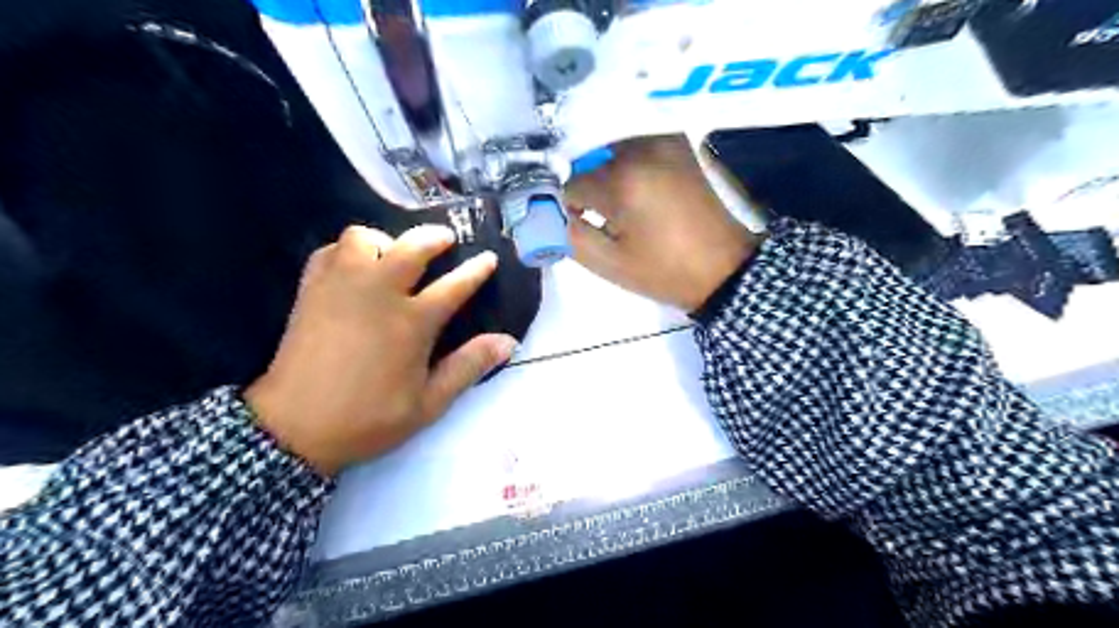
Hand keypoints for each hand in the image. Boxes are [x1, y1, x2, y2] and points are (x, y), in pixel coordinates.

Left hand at [247, 226, 514, 475]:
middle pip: (411, 246)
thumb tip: (508, 342)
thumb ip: (468, 367)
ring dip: (384, 241)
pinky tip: (355, 268)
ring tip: (392, 257)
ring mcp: (341, 287)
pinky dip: (347, 251)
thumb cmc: (368, 418)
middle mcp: (379, 293)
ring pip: (362, 238)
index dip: (476, 270)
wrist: (293, 429)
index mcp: (412, 322)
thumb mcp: (429, 403)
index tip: (489, 258)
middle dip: (434, 237)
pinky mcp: (311, 290)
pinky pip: (330, 251)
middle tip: (445, 240)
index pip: (454, 286)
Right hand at [563, 134, 765, 310]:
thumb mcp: (608, 263)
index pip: (567, 182)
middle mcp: (640, 146)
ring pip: (606, 146)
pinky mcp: (675, 143)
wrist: (724, 269)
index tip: (568, 223)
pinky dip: (618, 158)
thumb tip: (542, 212)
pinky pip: (630, 142)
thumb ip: (566, 234)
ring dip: (596, 168)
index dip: (562, 205)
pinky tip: (625, 185)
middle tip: (585, 212)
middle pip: (585, 156)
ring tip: (606, 201)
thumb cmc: (665, 272)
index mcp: (622, 180)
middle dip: (578, 182)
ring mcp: (661, 139)